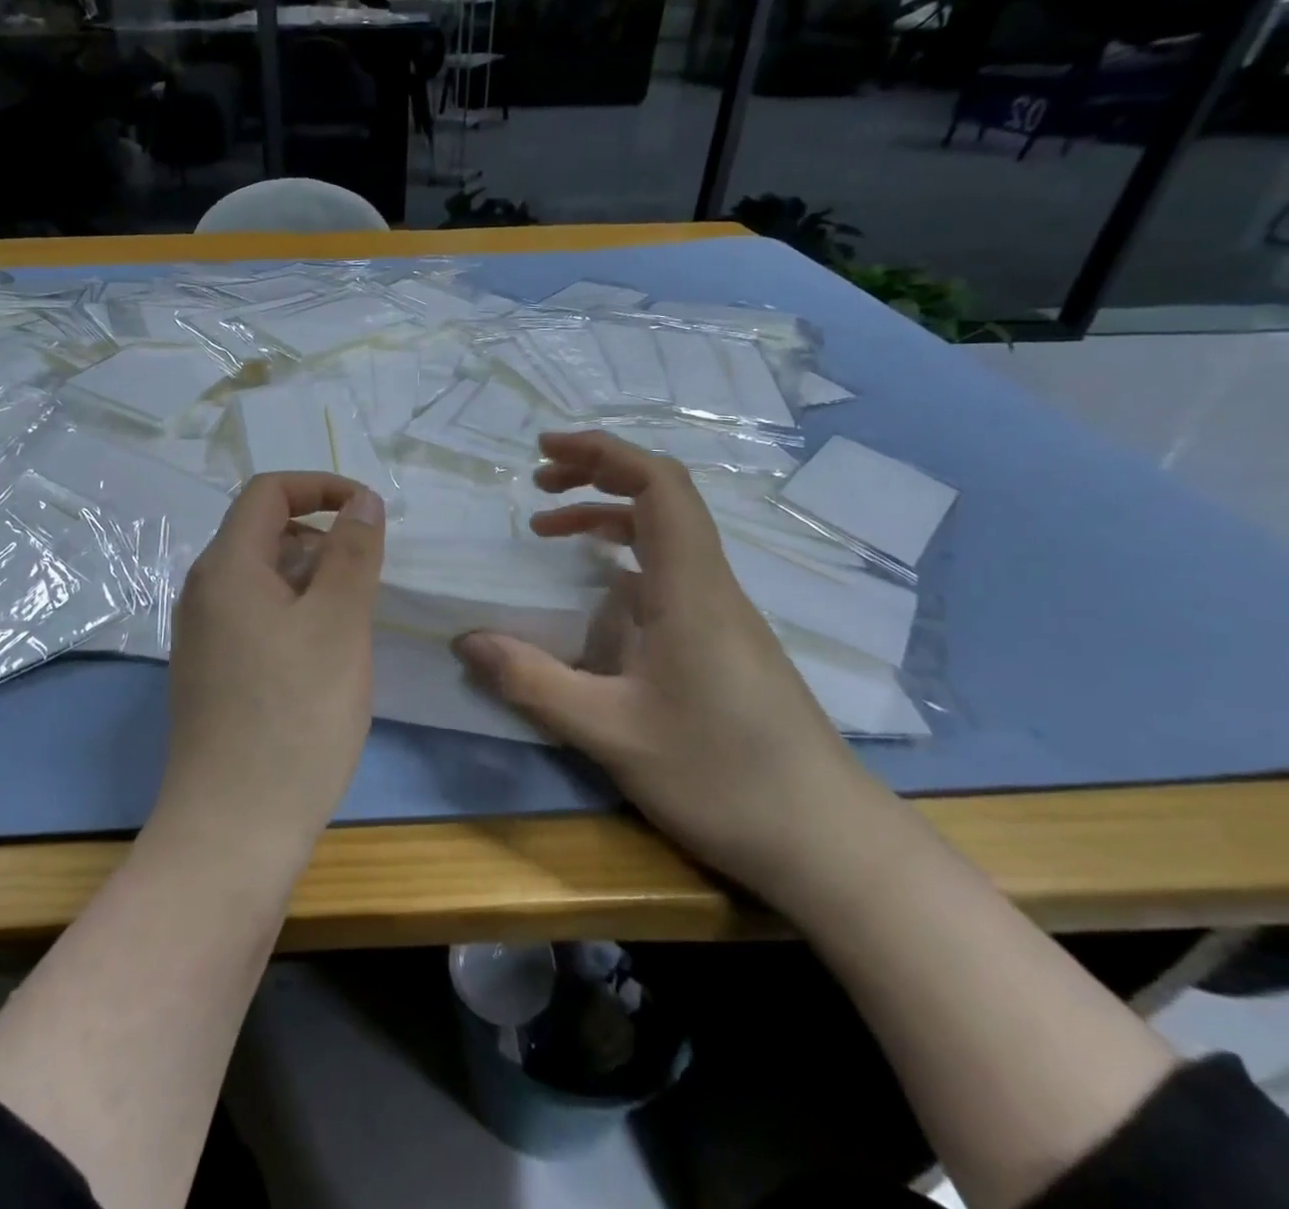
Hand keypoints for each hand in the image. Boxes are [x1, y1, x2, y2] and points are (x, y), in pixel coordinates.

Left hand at [151, 474, 384, 871]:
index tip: (368, 511)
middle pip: (263, 533)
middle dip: (321, 539)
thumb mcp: (339, 623)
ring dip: (312, 581)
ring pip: (263, 579)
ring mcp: (202, 635)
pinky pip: (255, 618)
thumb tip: (361, 500)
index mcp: (226, 567)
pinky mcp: (211, 672)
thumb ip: (353, 552)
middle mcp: (204, 591)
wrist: (234, 827)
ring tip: (352, 625)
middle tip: (366, 581)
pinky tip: (323, 660)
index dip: (320, 487)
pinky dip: (294, 615)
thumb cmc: (295, 715)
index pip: (268, 492)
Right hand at [453, 431, 884, 901]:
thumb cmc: (721, 777)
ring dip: (605, 518)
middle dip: (597, 474)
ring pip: (664, 537)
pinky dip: (621, 560)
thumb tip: (466, 641)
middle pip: (662, 498)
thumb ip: (533, 682)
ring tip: (547, 530)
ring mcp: (721, 614)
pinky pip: (667, 574)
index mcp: (690, 589)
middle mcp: (710, 586)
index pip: (658, 487)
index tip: (545, 451)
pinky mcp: (722, 641)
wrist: (827, 842)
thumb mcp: (610, 733)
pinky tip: (592, 595)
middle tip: (538, 482)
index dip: (603, 453)